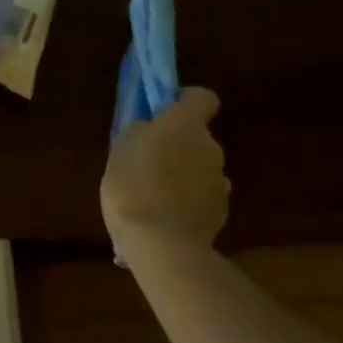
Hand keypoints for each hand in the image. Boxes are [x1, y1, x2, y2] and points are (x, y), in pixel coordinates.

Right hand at [101, 87, 229, 253]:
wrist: (162, 245)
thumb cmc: (133, 186)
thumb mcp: (120, 149)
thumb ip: (140, 133)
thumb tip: (149, 130)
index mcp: (186, 125)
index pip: (202, 98)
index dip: (185, 101)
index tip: (164, 112)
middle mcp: (211, 148)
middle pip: (198, 137)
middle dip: (179, 145)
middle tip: (149, 161)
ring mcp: (220, 182)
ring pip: (201, 168)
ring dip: (185, 174)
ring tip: (156, 195)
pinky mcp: (222, 213)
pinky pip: (203, 196)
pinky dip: (189, 201)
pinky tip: (167, 216)